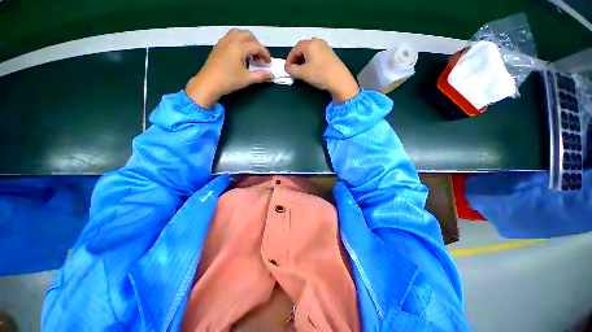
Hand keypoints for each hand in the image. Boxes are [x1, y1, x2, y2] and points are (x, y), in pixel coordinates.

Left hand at [185, 29, 273, 108]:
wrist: (209, 83)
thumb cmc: (229, 80)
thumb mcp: (247, 79)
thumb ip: (261, 76)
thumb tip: (272, 75)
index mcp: (239, 47)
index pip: (256, 46)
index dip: (265, 54)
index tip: (269, 63)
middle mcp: (231, 40)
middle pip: (247, 35)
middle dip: (256, 45)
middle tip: (260, 57)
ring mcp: (223, 42)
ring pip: (238, 34)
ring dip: (247, 41)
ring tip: (250, 54)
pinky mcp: (218, 47)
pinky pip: (230, 38)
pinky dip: (238, 42)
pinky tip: (239, 54)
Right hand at [285, 38, 358, 102]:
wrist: (339, 80)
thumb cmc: (319, 74)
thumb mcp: (303, 73)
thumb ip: (292, 70)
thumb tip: (287, 68)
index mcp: (310, 44)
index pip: (295, 49)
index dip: (289, 59)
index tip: (286, 69)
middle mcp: (317, 42)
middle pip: (302, 49)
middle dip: (296, 59)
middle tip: (293, 70)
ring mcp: (325, 47)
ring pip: (310, 52)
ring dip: (303, 61)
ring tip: (301, 71)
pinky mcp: (330, 54)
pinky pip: (316, 55)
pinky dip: (310, 61)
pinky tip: (311, 70)